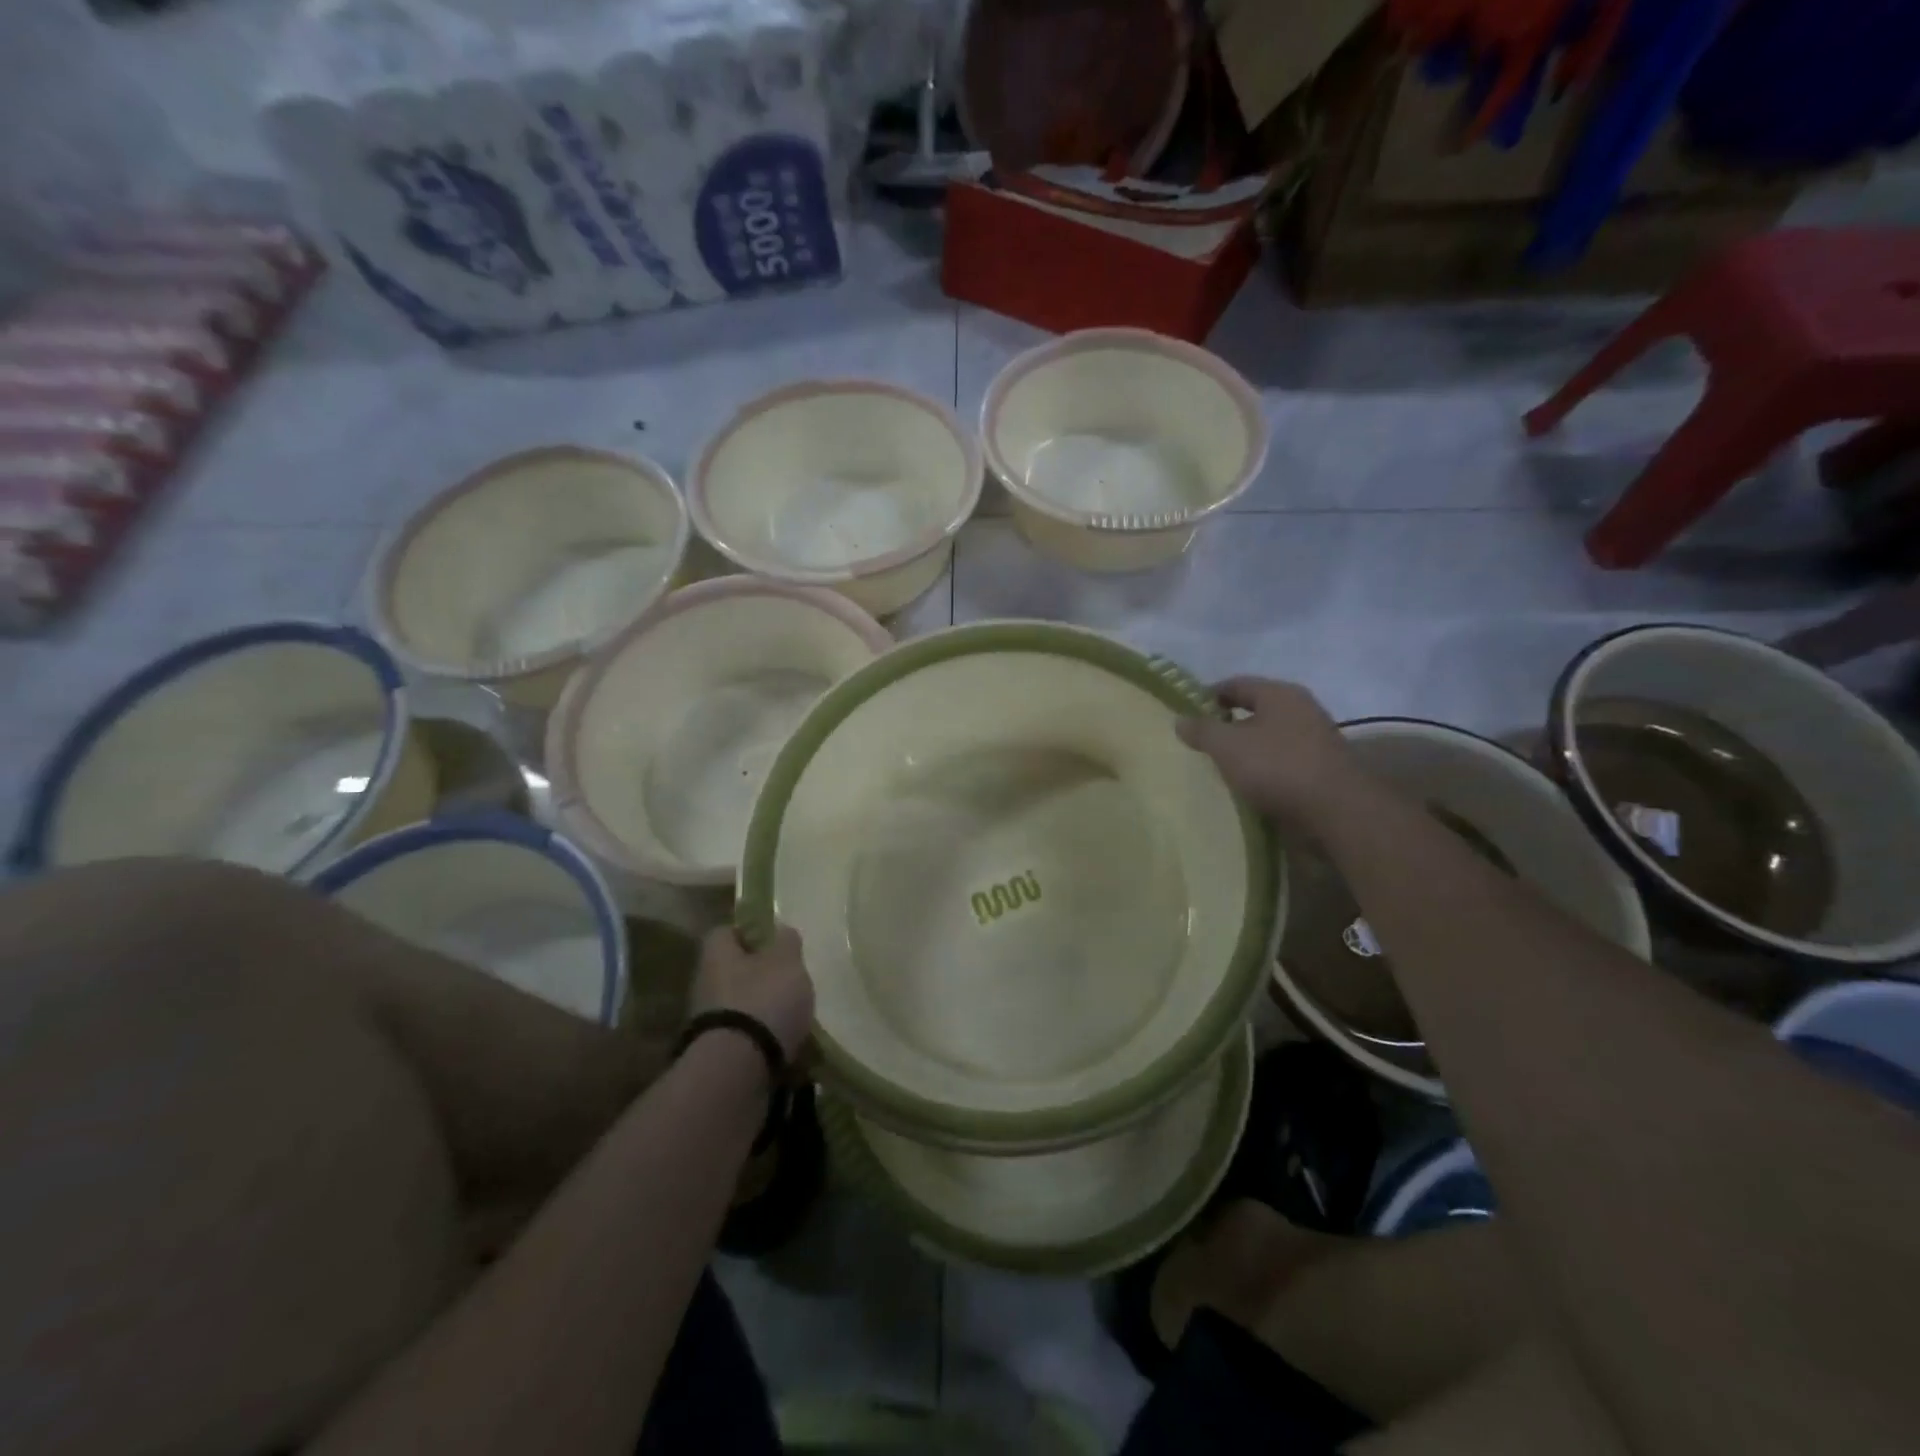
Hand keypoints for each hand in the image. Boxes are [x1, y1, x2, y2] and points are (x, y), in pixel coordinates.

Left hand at [690, 924, 814, 1063]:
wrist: (735, 1072)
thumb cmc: (762, 1001)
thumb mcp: (786, 962)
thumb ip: (786, 943)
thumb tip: (781, 931)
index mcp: (716, 955)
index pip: (725, 932)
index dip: (748, 932)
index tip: (772, 939)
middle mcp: (704, 984)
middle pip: (731, 971)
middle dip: (757, 974)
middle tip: (788, 978)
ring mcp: (706, 1022)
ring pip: (736, 1004)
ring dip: (760, 1008)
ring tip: (792, 1014)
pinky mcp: (715, 1054)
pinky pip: (742, 1036)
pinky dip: (760, 1037)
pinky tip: (784, 1043)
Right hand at [1176, 677, 1362, 825]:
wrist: (1337, 810)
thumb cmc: (1276, 766)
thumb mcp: (1227, 746)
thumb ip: (1202, 730)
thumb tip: (1180, 719)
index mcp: (1279, 693)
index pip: (1236, 684)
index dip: (1208, 696)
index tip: (1187, 714)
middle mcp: (1302, 708)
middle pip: (1256, 709)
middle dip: (1229, 724)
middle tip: (1203, 742)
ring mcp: (1317, 738)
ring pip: (1271, 736)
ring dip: (1248, 748)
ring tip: (1224, 766)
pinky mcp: (1323, 768)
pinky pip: (1284, 760)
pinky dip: (1266, 768)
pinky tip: (1251, 785)